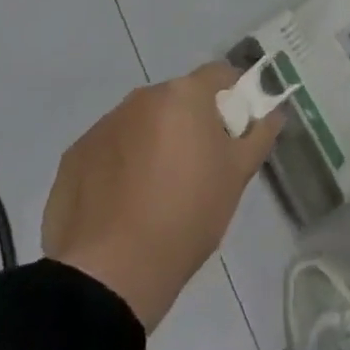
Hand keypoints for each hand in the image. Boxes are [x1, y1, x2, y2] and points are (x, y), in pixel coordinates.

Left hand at [42, 63, 281, 330]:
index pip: (219, 74)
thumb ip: (259, 135)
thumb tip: (275, 111)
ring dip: (153, 142)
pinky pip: (109, 150)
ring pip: (140, 123)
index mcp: (184, 95)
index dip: (233, 95)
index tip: (238, 127)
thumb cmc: (186, 216)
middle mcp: (141, 98)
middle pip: (177, 99)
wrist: (109, 274)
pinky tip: (124, 205)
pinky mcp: (74, 157)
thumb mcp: (236, 176)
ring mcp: (103, 125)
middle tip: (200, 166)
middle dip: (190, 122)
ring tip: (157, 192)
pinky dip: (120, 165)